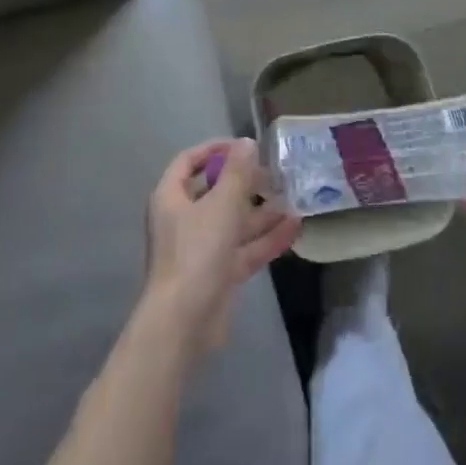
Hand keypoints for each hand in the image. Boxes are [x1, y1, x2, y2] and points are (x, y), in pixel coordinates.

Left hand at [142, 138, 300, 353]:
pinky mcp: (218, 273)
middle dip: (245, 182)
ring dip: (260, 211)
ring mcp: (201, 248)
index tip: (244, 145)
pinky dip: (265, 238)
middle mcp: (183, 219)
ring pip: (233, 222)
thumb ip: (237, 173)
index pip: (188, 161)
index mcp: (171, 197)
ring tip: (293, 197)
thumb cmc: (197, 252)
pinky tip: (294, 226)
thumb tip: (247, 143)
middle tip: (274, 173)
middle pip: (214, 192)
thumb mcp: (221, 205)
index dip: (214, 149)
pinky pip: (244, 248)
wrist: (185, 321)